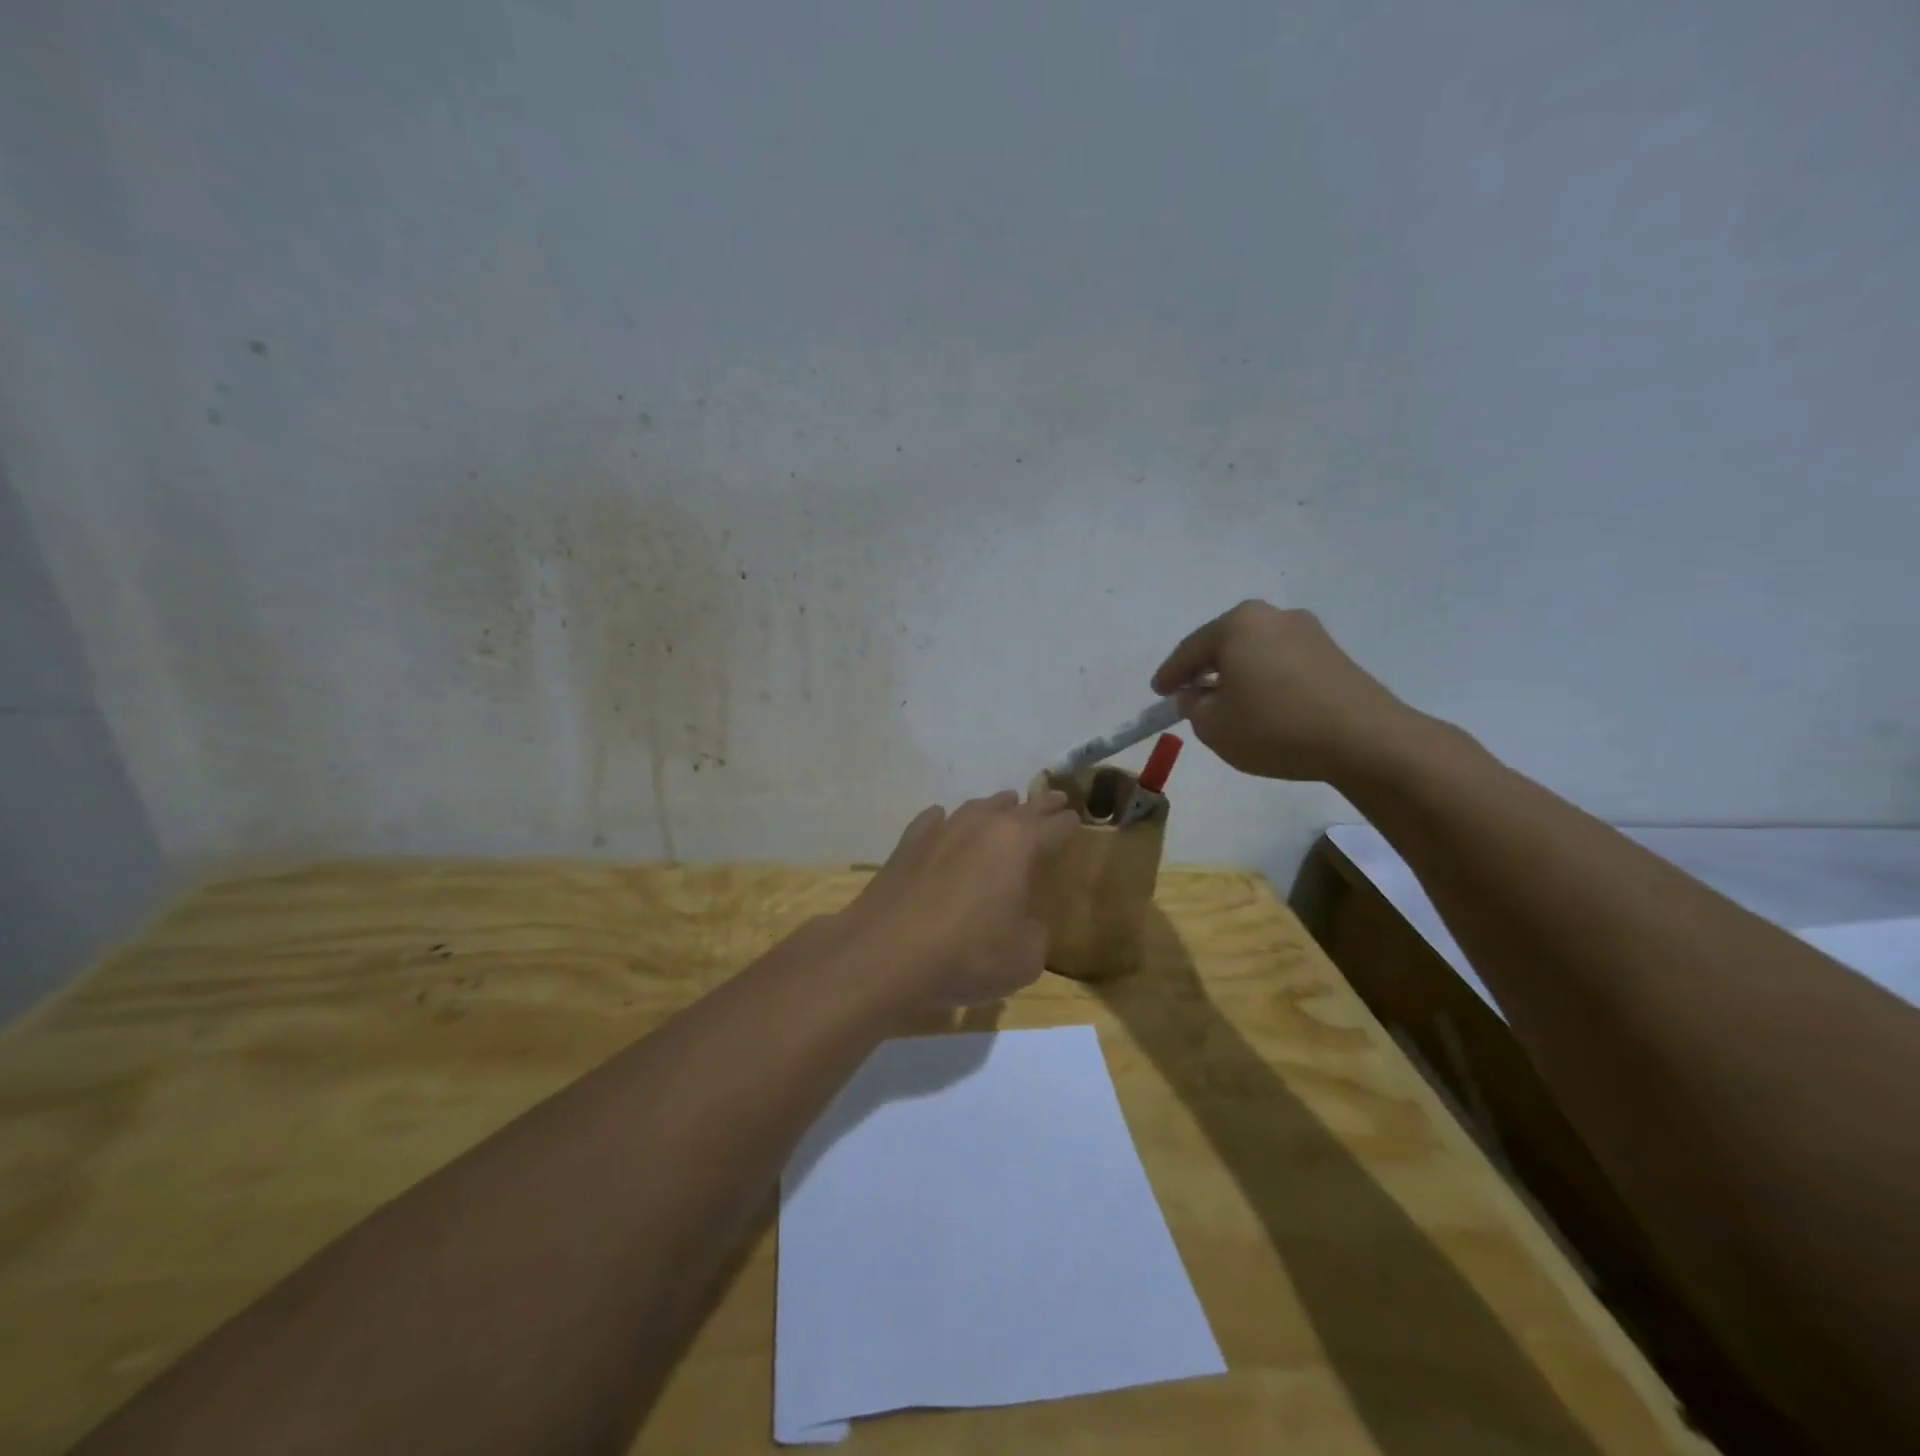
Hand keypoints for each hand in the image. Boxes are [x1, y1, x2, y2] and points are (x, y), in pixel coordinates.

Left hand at [843, 790, 1078, 1006]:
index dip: (1067, 824)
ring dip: (994, 807)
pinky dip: (942, 820)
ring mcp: (940, 831)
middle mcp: (980, 826)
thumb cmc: (965, 955)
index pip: (1052, 827)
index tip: (1076, 819)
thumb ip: (1034, 934)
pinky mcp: (906, 845)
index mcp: (1017, 844)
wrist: (884, 954)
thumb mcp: (1023, 959)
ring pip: (975, 808)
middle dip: (1039, 805)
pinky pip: (932, 821)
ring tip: (1005, 805)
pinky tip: (941, 819)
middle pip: (1017, 808)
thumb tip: (1024, 923)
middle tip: (1054, 799)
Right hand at [1151, 601, 1420, 782]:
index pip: (1189, 650)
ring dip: (1237, 675)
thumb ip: (1193, 706)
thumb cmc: (1274, 726)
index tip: (1158, 692)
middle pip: (1225, 644)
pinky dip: (1265, 681)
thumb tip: (1198, 694)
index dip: (1170, 675)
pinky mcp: (1333, 655)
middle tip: (1189, 694)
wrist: (1363, 739)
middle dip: (1205, 669)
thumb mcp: (1213, 726)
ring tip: (1226, 703)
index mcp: (1237, 624)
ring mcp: (1309, 632)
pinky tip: (1263, 705)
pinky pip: (1282, 664)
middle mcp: (1273, 616)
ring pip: (1256, 653)